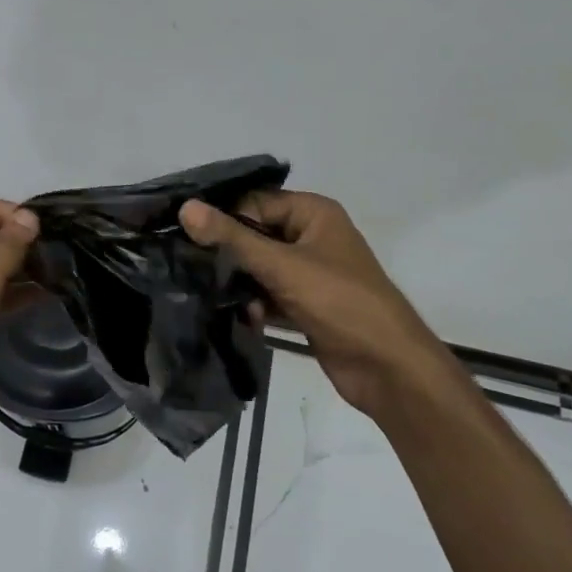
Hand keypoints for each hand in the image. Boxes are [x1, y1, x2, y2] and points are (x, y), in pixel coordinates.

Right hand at [180, 191, 443, 420]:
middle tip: (187, 264)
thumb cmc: (340, 302)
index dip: (221, 215)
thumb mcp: (282, 266)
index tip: (182, 231)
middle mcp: (312, 236)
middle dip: (227, 252)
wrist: (389, 369)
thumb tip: (186, 207)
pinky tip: (243, 318)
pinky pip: (270, 295)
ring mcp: (310, 273)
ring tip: (211, 294)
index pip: (254, 202)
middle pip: (256, 234)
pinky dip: (256, 305)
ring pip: (260, 268)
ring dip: (240, 282)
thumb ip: (232, 238)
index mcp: (313, 213)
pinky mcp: (307, 305)